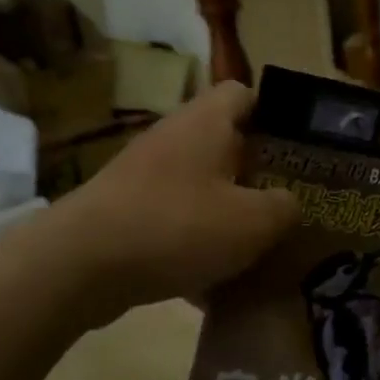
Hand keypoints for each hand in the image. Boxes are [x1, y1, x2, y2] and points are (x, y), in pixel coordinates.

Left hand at [60, 81, 298, 320]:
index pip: (244, 93)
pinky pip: (174, 221)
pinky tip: (212, 286)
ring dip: (226, 213)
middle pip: (224, 144)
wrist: (82, 265)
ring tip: (256, 248)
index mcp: (206, 123)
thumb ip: (284, 208)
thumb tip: (288, 203)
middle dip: (256, 173)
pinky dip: (194, 245)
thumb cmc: (178, 226)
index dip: (275, 115)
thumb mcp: (253, 222)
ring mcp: (144, 176)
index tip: (298, 148)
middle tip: (287, 203)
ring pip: (200, 187)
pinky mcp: (125, 211)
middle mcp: (173, 138)